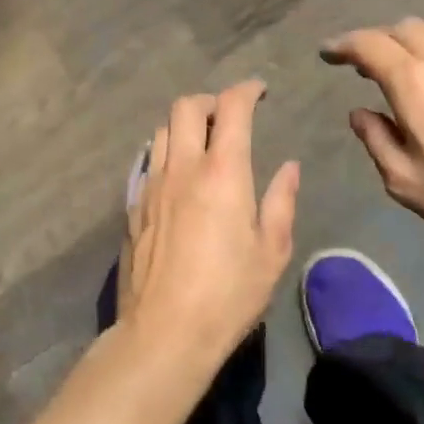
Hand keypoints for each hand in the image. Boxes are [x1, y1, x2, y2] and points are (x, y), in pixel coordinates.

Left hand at [119, 80, 299, 369]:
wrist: (163, 333)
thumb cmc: (228, 294)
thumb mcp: (271, 252)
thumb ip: (281, 202)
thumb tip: (289, 167)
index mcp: (222, 172)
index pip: (232, 107)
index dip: (247, 90)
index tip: (260, 91)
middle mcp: (182, 167)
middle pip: (186, 106)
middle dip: (211, 100)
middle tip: (229, 116)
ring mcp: (152, 184)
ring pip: (162, 129)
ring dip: (184, 124)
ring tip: (202, 143)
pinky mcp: (133, 206)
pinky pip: (148, 161)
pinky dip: (167, 153)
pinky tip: (178, 178)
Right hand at [322, 19, 423, 279]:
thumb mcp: (406, 181)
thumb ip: (376, 139)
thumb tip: (361, 113)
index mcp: (414, 82)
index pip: (369, 44)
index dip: (343, 45)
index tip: (328, 52)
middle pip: (405, 29)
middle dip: (379, 39)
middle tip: (367, 64)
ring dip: (416, 41)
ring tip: (410, 67)